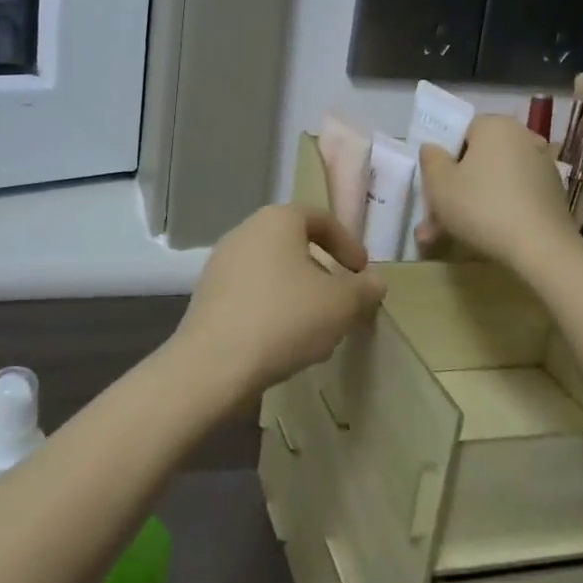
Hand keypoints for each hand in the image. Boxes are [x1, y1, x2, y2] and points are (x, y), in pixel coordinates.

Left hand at [172, 206, 386, 400]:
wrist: (214, 363)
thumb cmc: (285, 319)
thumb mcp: (341, 305)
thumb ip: (364, 289)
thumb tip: (374, 281)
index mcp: (277, 220)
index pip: (320, 218)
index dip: (348, 244)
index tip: (362, 274)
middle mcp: (245, 232)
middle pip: (295, 245)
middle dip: (323, 273)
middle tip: (342, 302)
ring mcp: (221, 263)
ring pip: (273, 271)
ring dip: (299, 294)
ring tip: (317, 329)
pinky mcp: (208, 295)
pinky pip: (252, 293)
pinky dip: (273, 308)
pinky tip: (284, 342)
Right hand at [416, 114, 576, 267]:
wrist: (542, 248)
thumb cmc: (481, 206)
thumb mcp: (439, 183)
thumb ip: (430, 159)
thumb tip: (433, 148)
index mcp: (495, 125)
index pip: (461, 132)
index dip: (443, 158)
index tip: (433, 185)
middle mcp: (523, 137)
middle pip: (478, 160)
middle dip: (455, 189)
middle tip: (434, 220)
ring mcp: (542, 166)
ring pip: (494, 182)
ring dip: (471, 205)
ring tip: (448, 238)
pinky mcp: (553, 193)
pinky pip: (514, 196)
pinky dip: (497, 212)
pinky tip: (480, 239)